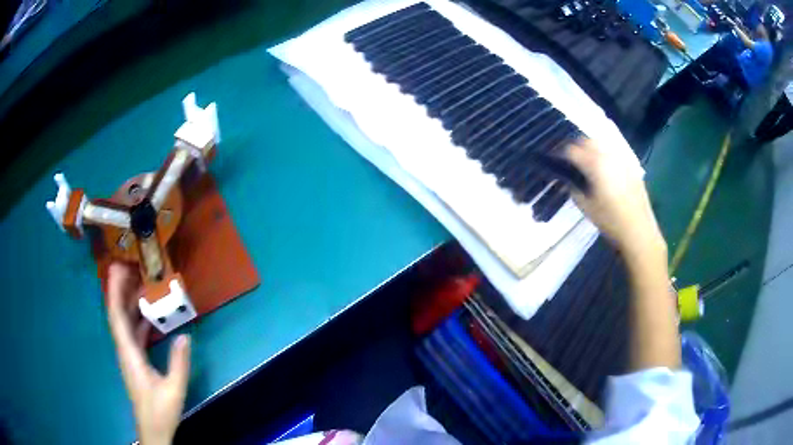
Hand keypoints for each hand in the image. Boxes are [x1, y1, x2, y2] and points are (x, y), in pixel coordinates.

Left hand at [107, 263, 190, 444]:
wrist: (153, 430)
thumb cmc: (160, 411)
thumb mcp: (174, 389)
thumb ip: (179, 363)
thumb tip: (185, 335)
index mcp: (130, 354)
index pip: (116, 317)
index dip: (114, 292)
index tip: (116, 270)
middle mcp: (125, 350)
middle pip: (117, 314)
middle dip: (119, 289)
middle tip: (129, 267)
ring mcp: (129, 355)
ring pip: (123, 322)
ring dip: (127, 302)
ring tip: (138, 283)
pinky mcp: (134, 360)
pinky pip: (132, 333)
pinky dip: (136, 318)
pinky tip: (147, 313)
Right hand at [565, 139, 665, 259]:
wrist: (638, 229)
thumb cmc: (610, 221)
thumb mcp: (586, 207)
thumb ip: (574, 189)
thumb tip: (567, 180)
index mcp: (594, 164)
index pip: (572, 150)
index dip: (561, 155)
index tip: (557, 162)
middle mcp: (608, 155)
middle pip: (587, 140)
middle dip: (576, 147)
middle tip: (571, 160)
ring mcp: (621, 157)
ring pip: (601, 142)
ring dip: (591, 148)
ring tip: (587, 161)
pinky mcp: (631, 164)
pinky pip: (614, 151)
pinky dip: (605, 153)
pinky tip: (604, 166)